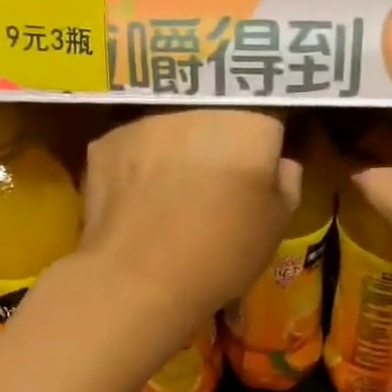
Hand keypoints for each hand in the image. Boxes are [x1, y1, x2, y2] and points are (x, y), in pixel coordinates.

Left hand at [79, 109, 300, 331]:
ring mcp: (146, 124)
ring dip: (174, 159)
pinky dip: (136, 171)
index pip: (267, 130)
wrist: (140, 279)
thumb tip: (281, 165)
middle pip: (216, 125)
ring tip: (168, 207)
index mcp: (249, 128)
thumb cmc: (221, 256)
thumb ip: (286, 186)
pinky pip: (132, 151)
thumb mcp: (275, 230)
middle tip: (209, 202)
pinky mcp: (105, 144)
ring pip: (171, 135)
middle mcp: (198, 112)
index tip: (251, 194)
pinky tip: (136, 207)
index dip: (262, 163)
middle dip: (216, 153)